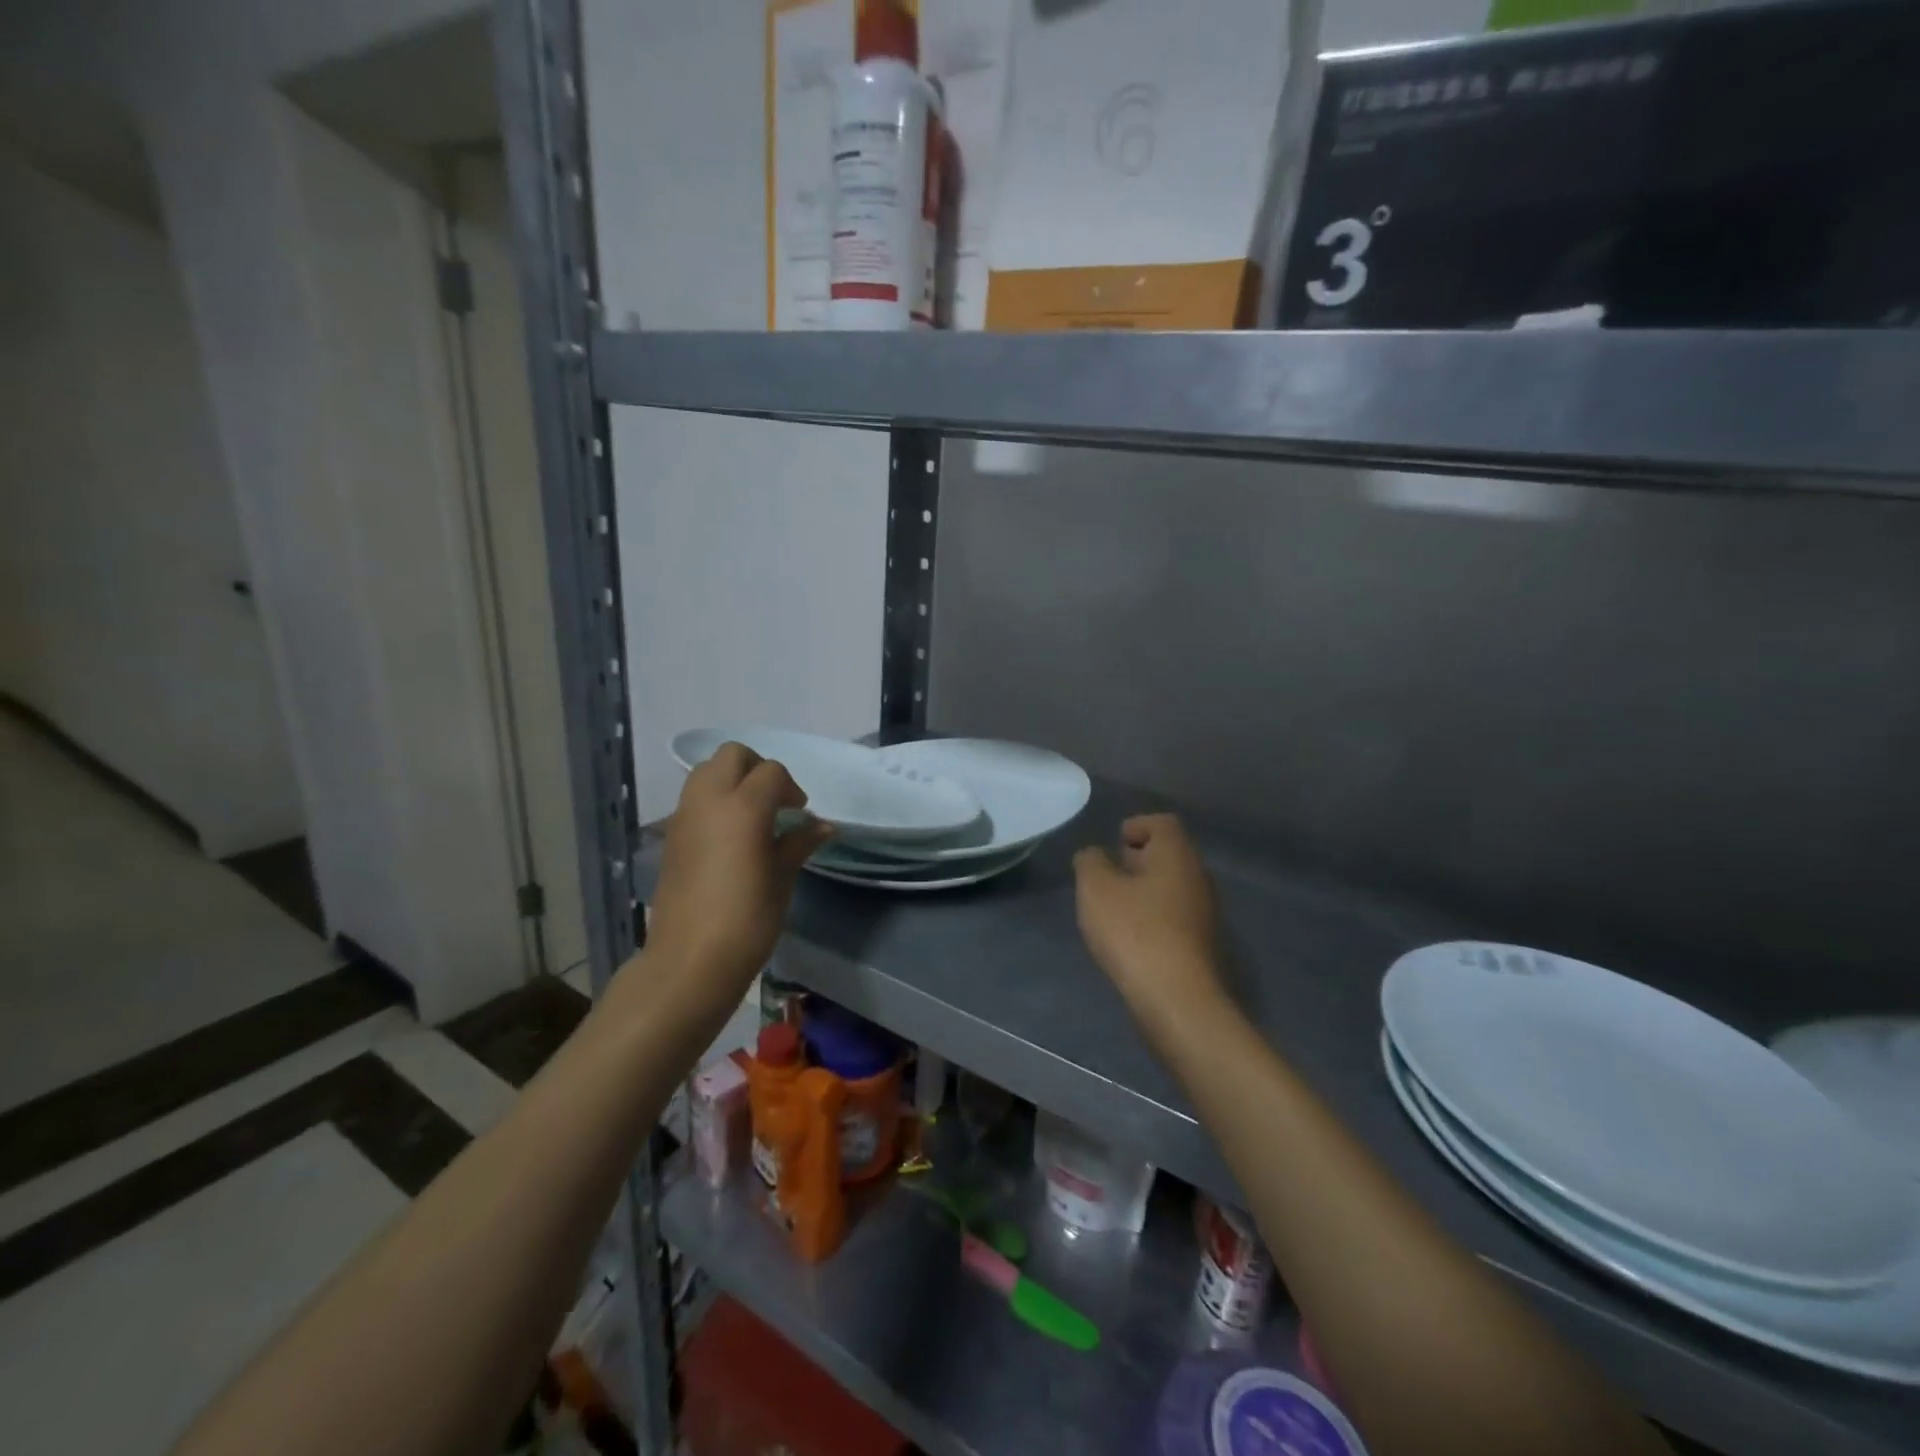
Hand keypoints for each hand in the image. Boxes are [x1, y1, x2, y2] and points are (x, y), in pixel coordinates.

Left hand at [644, 744, 832, 1000]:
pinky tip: (730, 837)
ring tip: (752, 816)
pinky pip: (693, 799)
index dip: (791, 788)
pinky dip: (714, 802)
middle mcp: (709, 801)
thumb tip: (821, 825)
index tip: (800, 814)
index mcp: (743, 807)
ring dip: (732, 781)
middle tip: (775, 802)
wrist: (689, 961)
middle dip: (758, 769)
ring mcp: (684, 817)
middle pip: (732, 756)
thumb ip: (799, 843)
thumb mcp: (782, 879)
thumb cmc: (747, 920)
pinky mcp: (670, 836)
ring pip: (706, 771)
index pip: (771, 772)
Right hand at [1073, 814, 1226, 1041]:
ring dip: (1144, 889)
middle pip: (1170, 854)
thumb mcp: (1096, 889)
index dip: (1137, 825)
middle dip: (1139, 858)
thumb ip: (1090, 862)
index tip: (1114, 841)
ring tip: (1113, 906)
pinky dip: (1153, 915)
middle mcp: (1198, 877)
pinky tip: (1130, 936)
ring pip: (1172, 886)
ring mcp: (1204, 913)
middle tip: (1109, 872)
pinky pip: (1174, 915)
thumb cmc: (1134, 932)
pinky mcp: (1201, 944)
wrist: (1177, 999)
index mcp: (1177, 855)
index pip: (1163, 823)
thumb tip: (1095, 855)